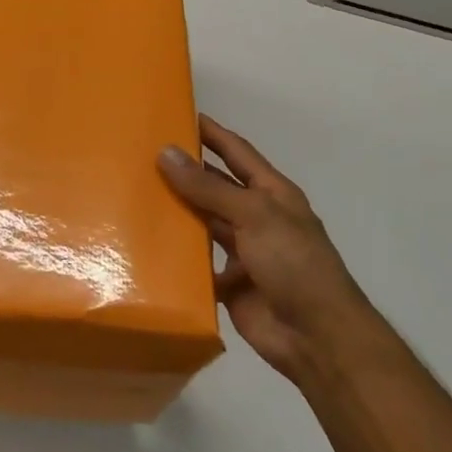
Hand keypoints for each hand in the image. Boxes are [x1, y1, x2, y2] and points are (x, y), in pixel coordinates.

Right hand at [158, 115, 362, 382]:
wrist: (317, 336)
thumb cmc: (294, 264)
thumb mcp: (253, 215)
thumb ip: (208, 187)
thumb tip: (165, 152)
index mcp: (271, 194)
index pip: (237, 152)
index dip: (212, 133)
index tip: (179, 114)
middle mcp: (256, 217)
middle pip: (215, 187)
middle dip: (185, 172)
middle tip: (141, 156)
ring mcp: (243, 252)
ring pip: (203, 224)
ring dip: (177, 212)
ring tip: (135, 195)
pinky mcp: (228, 283)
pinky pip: (196, 263)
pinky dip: (176, 255)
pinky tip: (145, 244)